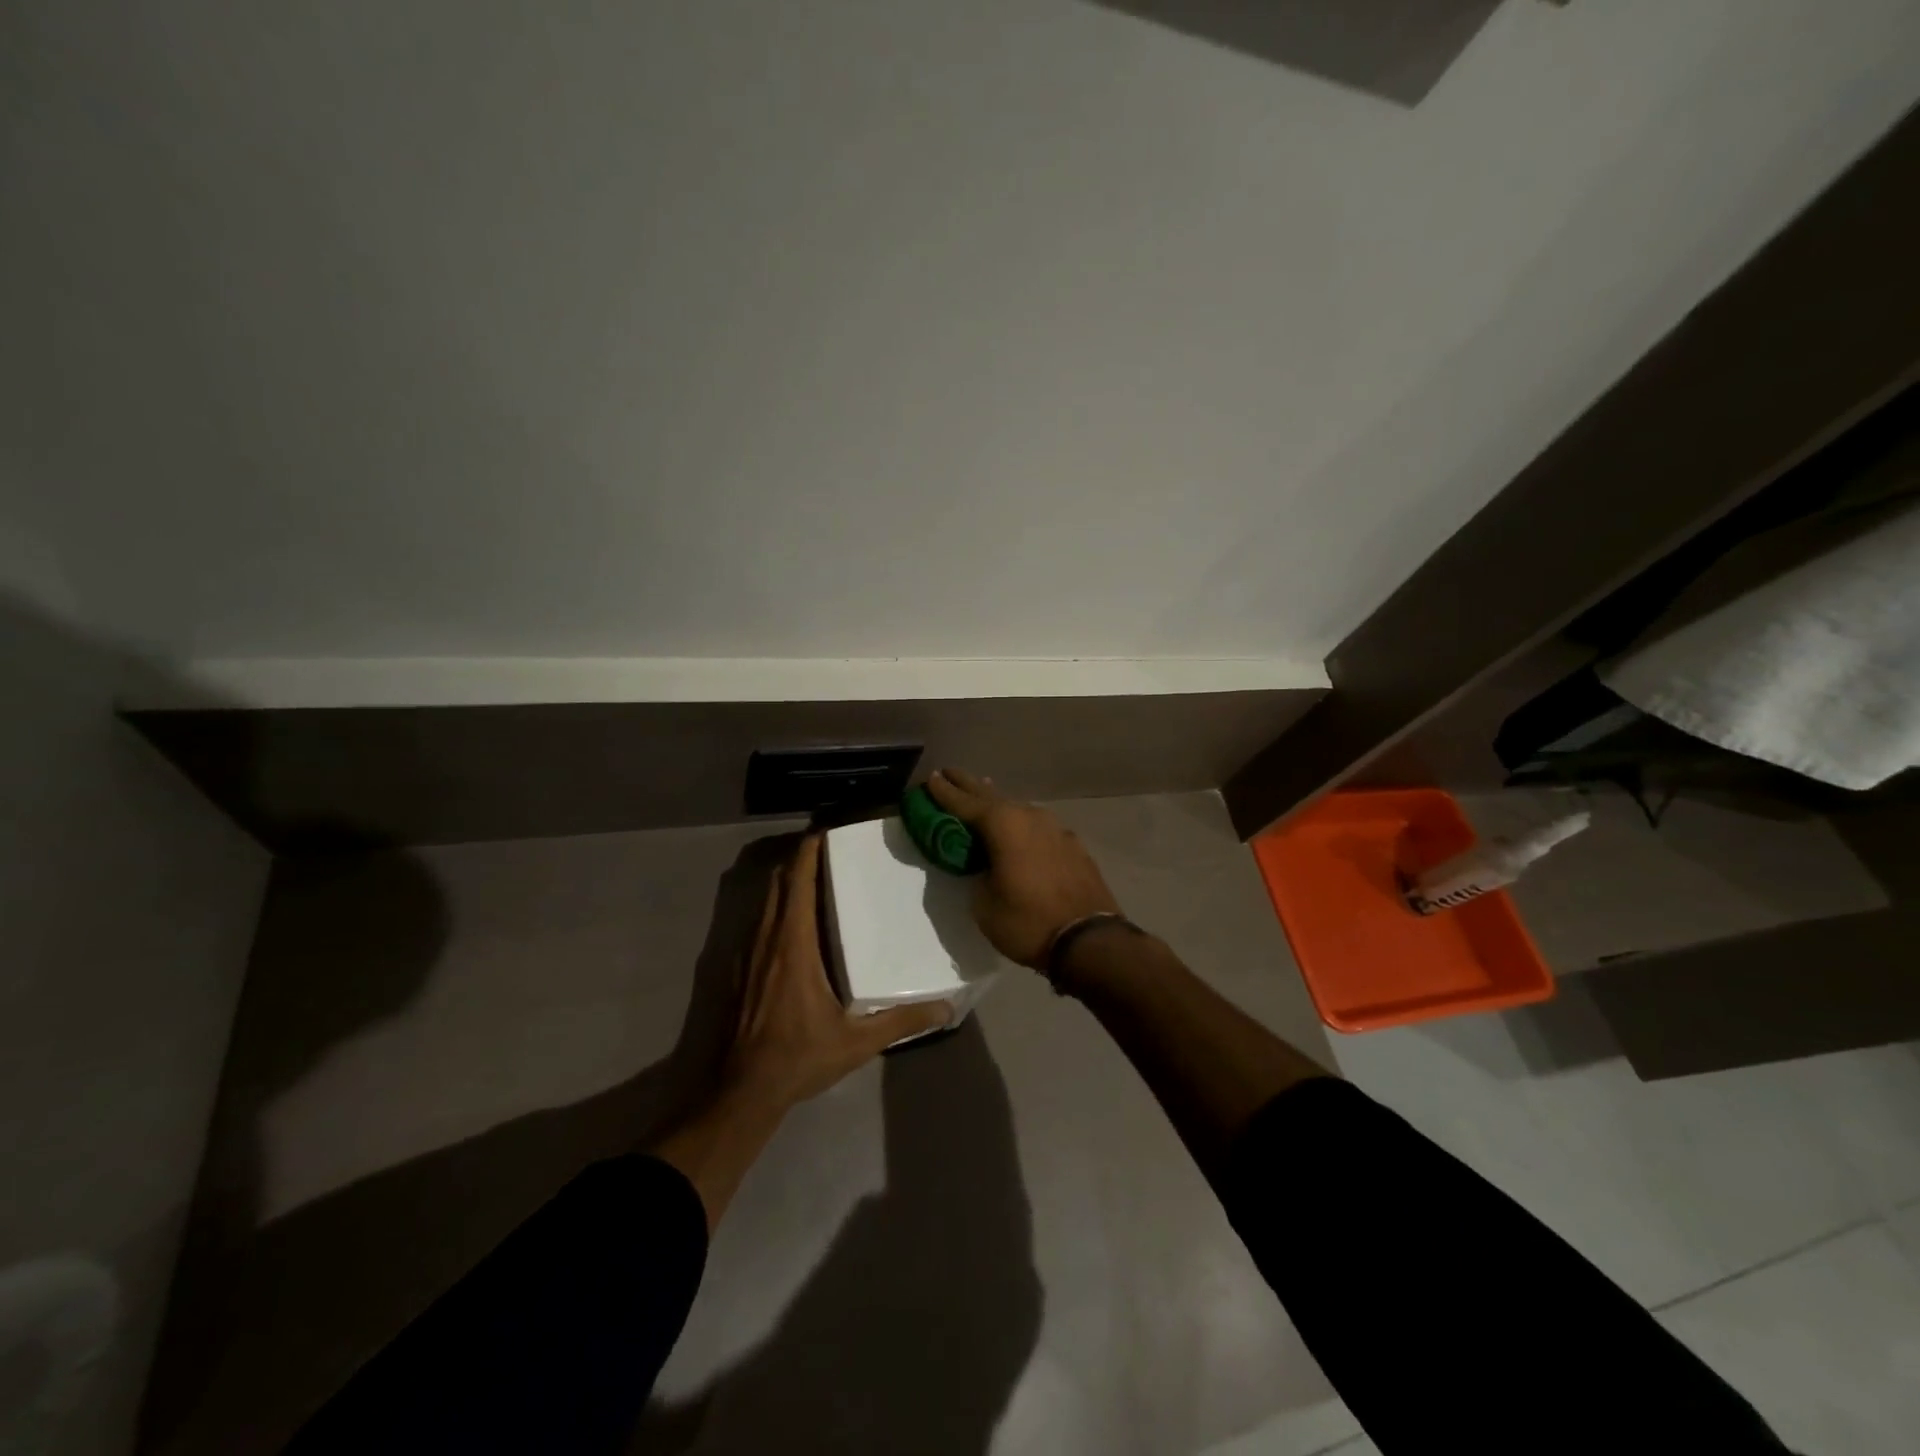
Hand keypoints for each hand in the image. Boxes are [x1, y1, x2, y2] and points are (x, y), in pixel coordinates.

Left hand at [723, 834, 949, 1110]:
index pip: (797, 880)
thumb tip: (945, 1009)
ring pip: (764, 900)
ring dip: (786, 882)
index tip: (829, 832)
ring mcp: (745, 953)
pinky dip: (775, 908)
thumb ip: (901, 1022)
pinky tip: (794, 927)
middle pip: (779, 881)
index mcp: (792, 943)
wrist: (738, 1091)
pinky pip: (756, 922)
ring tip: (817, 880)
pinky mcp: (736, 969)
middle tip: (832, 852)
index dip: (809, 850)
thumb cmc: (797, 1058)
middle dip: (801, 859)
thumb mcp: (856, 1043)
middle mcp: (765, 938)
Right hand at [925, 769, 1122, 968]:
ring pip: (1018, 809)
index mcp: (1003, 825)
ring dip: (997, 803)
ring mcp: (1055, 829)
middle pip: (991, 796)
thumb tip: (986, 868)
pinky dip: (1022, 824)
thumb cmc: (1028, 922)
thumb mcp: (985, 905)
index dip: (944, 791)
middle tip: (950, 773)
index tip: (931, 777)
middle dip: (968, 785)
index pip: (964, 803)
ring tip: (983, 793)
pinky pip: (1038, 827)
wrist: (1090, 940)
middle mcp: (1029, 817)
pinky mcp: (1073, 845)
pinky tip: (1020, 829)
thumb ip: (978, 877)